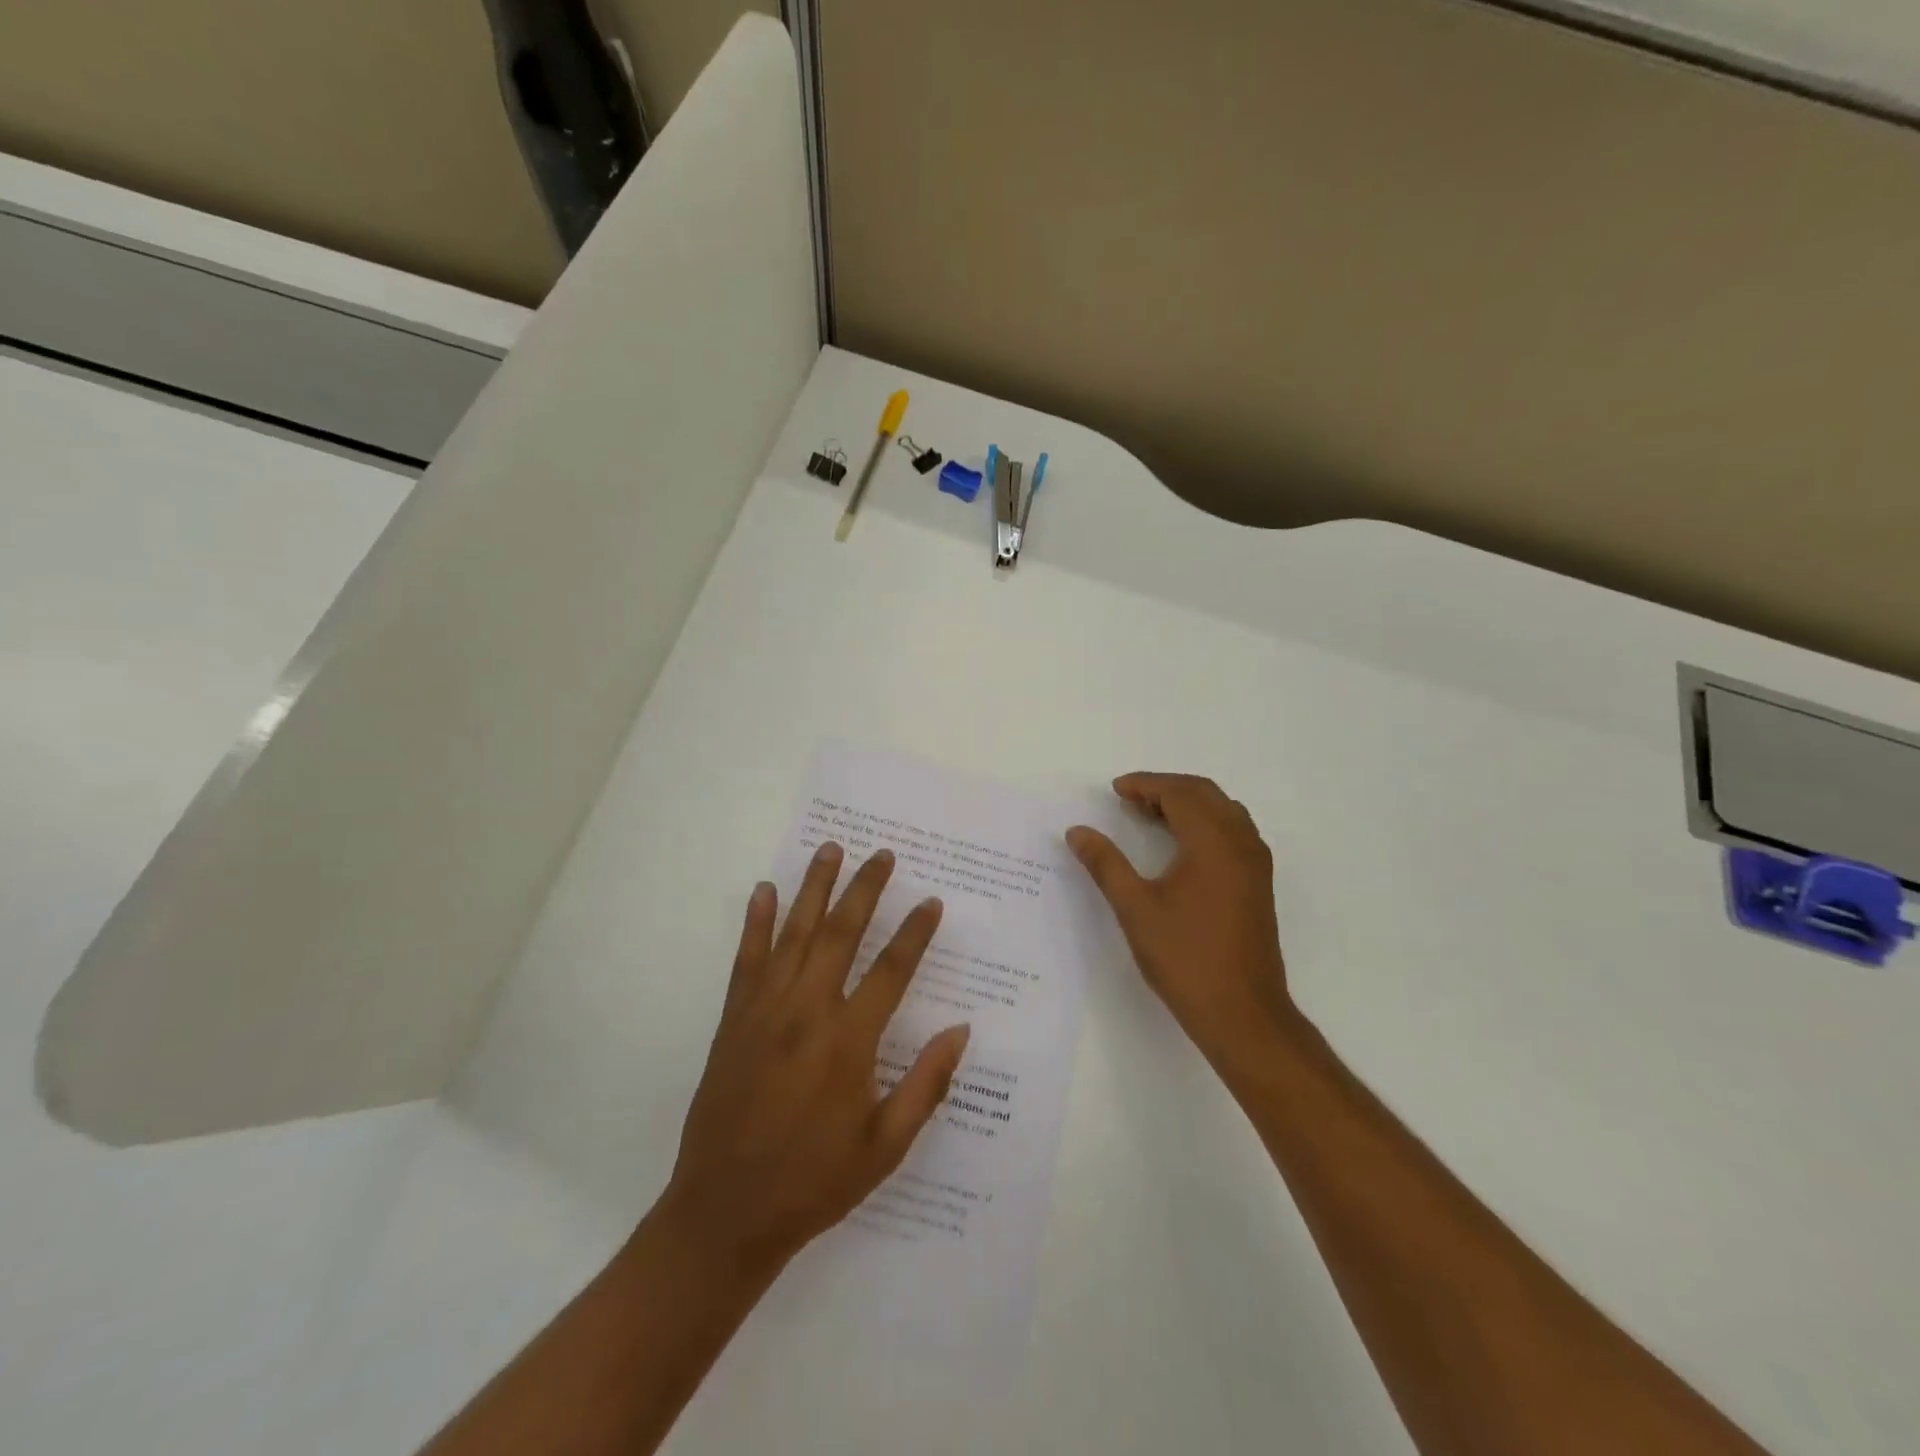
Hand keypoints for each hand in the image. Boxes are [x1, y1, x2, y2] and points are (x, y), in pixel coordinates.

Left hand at [660, 843, 970, 1275]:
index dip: (914, 932)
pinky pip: (747, 959)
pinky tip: (764, 891)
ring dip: (814, 888)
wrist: (725, 1213)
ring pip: (794, 934)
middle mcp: (807, 1012)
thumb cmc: (814, 1181)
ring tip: (830, 849)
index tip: (930, 901)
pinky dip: (756, 922)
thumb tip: (960, 1030)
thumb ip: (926, 1085)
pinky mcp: (733, 1019)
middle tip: (882, 854)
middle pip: (841, 934)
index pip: (891, 970)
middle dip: (864, 889)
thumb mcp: (886, 1147)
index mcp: (849, 1042)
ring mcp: (765, 1011)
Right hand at [1067, 773, 1292, 1066]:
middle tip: (1129, 800)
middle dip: (1166, 789)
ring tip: (1150, 816)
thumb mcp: (1135, 908)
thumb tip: (1077, 831)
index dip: (1145, 785)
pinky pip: (1233, 831)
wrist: (1243, 1013)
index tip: (1115, 790)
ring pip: (1222, 811)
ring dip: (1187, 804)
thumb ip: (1105, 864)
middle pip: (1205, 794)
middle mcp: (1241, 843)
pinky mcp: (1258, 883)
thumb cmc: (1185, 957)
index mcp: (1213, 842)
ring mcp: (1255, 863)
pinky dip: (1205, 823)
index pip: (1179, 793)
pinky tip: (1180, 847)